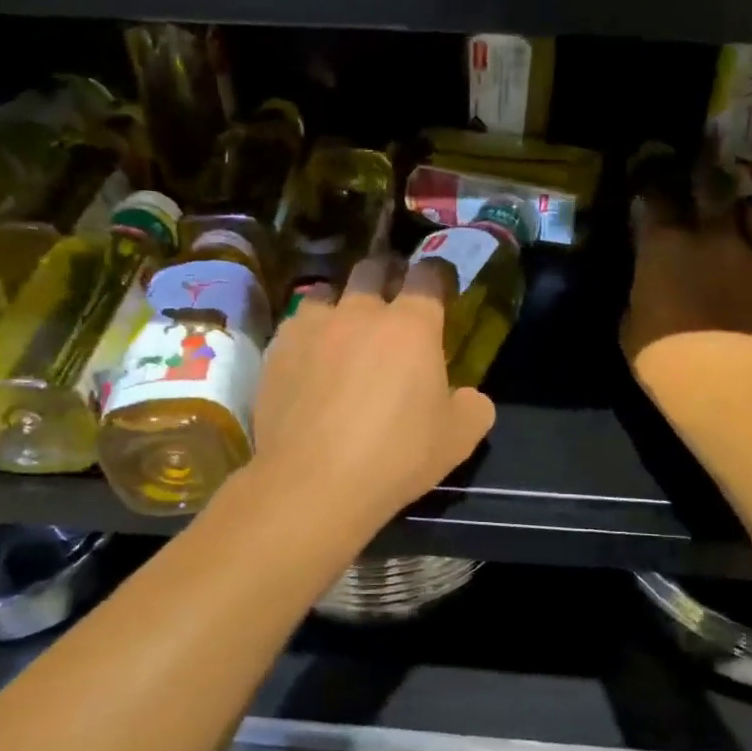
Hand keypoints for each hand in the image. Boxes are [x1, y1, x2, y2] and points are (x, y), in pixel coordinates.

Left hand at [251, 255, 495, 533]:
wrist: (313, 482)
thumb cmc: (396, 456)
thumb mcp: (459, 439)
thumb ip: (473, 407)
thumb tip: (468, 396)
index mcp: (412, 325)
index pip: (429, 274)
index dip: (437, 275)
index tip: (440, 286)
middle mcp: (361, 312)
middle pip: (374, 268)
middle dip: (387, 274)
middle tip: (392, 296)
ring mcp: (314, 326)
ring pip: (328, 291)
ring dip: (341, 302)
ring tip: (344, 327)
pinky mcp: (278, 349)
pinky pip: (296, 324)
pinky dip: (309, 332)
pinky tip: (309, 358)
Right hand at [621, 184, 751, 373]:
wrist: (720, 380)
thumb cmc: (663, 356)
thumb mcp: (632, 322)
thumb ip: (642, 290)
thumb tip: (649, 281)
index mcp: (664, 244)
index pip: (656, 194)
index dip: (653, 180)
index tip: (652, 179)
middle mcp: (712, 233)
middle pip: (712, 183)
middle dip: (704, 177)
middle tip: (703, 180)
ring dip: (751, 209)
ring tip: (748, 219)